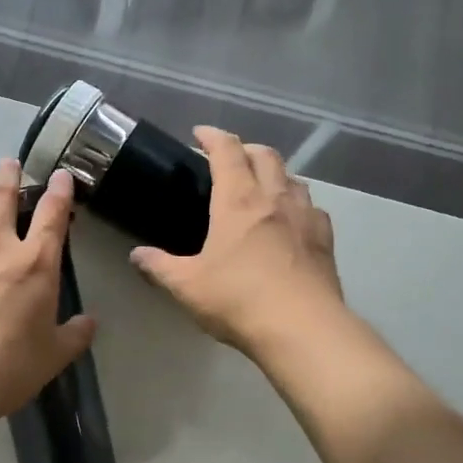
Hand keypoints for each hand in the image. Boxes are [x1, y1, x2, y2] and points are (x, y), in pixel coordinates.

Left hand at [0, 161, 97, 432]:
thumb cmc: (6, 368)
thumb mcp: (52, 357)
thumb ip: (74, 335)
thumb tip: (90, 322)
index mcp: (35, 263)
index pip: (52, 213)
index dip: (59, 190)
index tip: (61, 174)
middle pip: (1, 197)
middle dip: (8, 176)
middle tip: (9, 163)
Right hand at [130, 128, 347, 359]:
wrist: (302, 329)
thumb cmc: (238, 299)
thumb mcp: (187, 285)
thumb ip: (159, 266)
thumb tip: (137, 255)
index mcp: (238, 200)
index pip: (227, 151)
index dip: (212, 136)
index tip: (200, 133)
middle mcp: (274, 198)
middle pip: (265, 155)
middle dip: (245, 149)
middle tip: (230, 159)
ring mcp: (305, 217)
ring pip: (293, 178)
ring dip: (275, 173)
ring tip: (261, 187)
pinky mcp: (325, 240)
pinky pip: (312, 208)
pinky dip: (298, 204)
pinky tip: (292, 221)